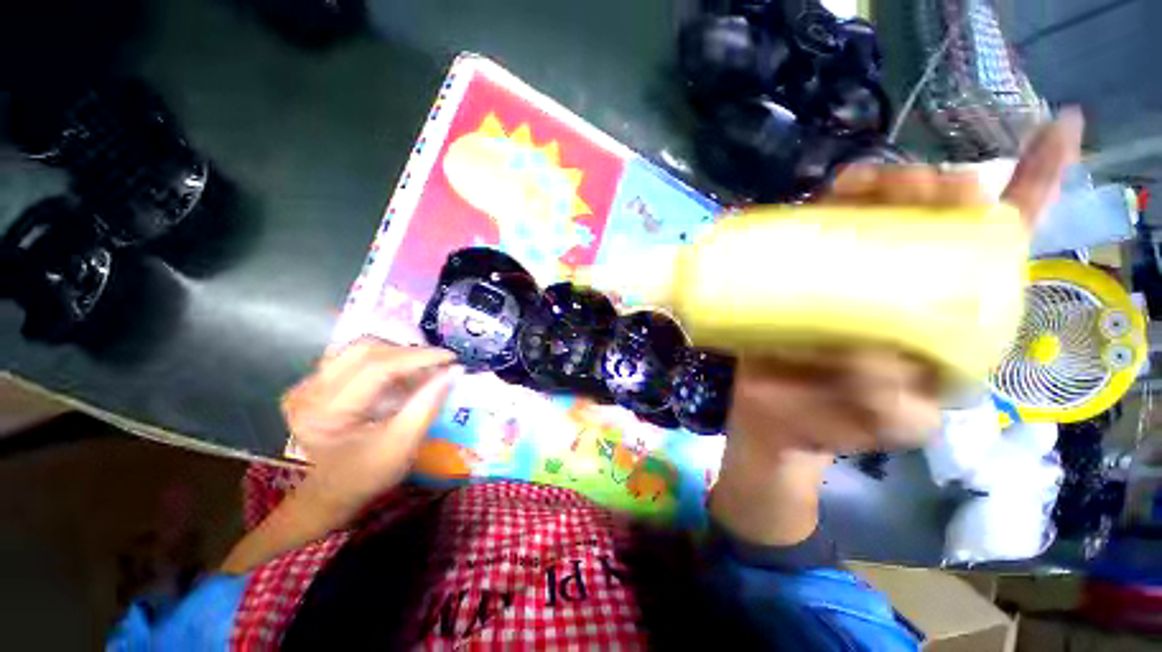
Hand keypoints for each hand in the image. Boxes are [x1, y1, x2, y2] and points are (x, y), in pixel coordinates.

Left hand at [282, 339, 461, 515]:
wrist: (332, 491)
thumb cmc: (368, 473)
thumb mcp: (403, 444)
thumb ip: (428, 404)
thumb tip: (454, 371)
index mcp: (326, 413)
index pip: (376, 368)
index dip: (418, 358)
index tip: (450, 358)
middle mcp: (308, 392)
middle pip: (366, 350)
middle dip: (408, 353)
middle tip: (437, 363)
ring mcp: (307, 385)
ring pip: (359, 349)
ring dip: (396, 354)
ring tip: (421, 368)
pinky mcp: (314, 382)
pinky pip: (353, 357)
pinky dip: (384, 360)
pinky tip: (400, 374)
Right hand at [727, 109, 1084, 456]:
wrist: (775, 418)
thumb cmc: (836, 422)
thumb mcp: (888, 421)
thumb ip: (894, 392)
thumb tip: (870, 341)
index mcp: (952, 315)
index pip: (1005, 245)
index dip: (1038, 183)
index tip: (1061, 124)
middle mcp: (909, 282)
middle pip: (942, 215)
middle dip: (937, 185)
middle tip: (910, 187)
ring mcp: (853, 275)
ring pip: (880, 212)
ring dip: (881, 183)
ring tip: (857, 185)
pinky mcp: (806, 276)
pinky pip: (819, 230)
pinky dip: (824, 205)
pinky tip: (826, 195)